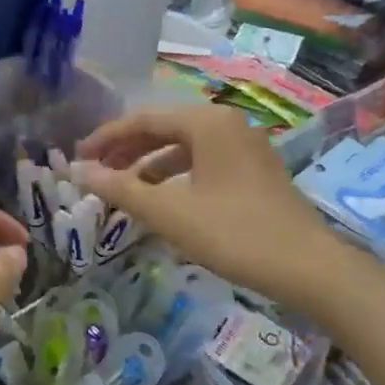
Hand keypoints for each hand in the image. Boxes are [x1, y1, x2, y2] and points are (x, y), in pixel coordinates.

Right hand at [73, 104, 343, 308]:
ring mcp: (245, 146)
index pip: (143, 119)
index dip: (105, 138)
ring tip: (123, 190)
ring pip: (185, 147)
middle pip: (164, 128)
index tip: (77, 159)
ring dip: (150, 166)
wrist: (306, 266)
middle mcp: (227, 124)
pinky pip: (204, 163)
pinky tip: (163, 201)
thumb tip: (77, 171)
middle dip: (127, 150)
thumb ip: (121, 189)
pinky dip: (176, 177)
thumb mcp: (170, 213)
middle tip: (96, 173)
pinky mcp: (255, 171)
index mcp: (207, 122)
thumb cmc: (233, 233)